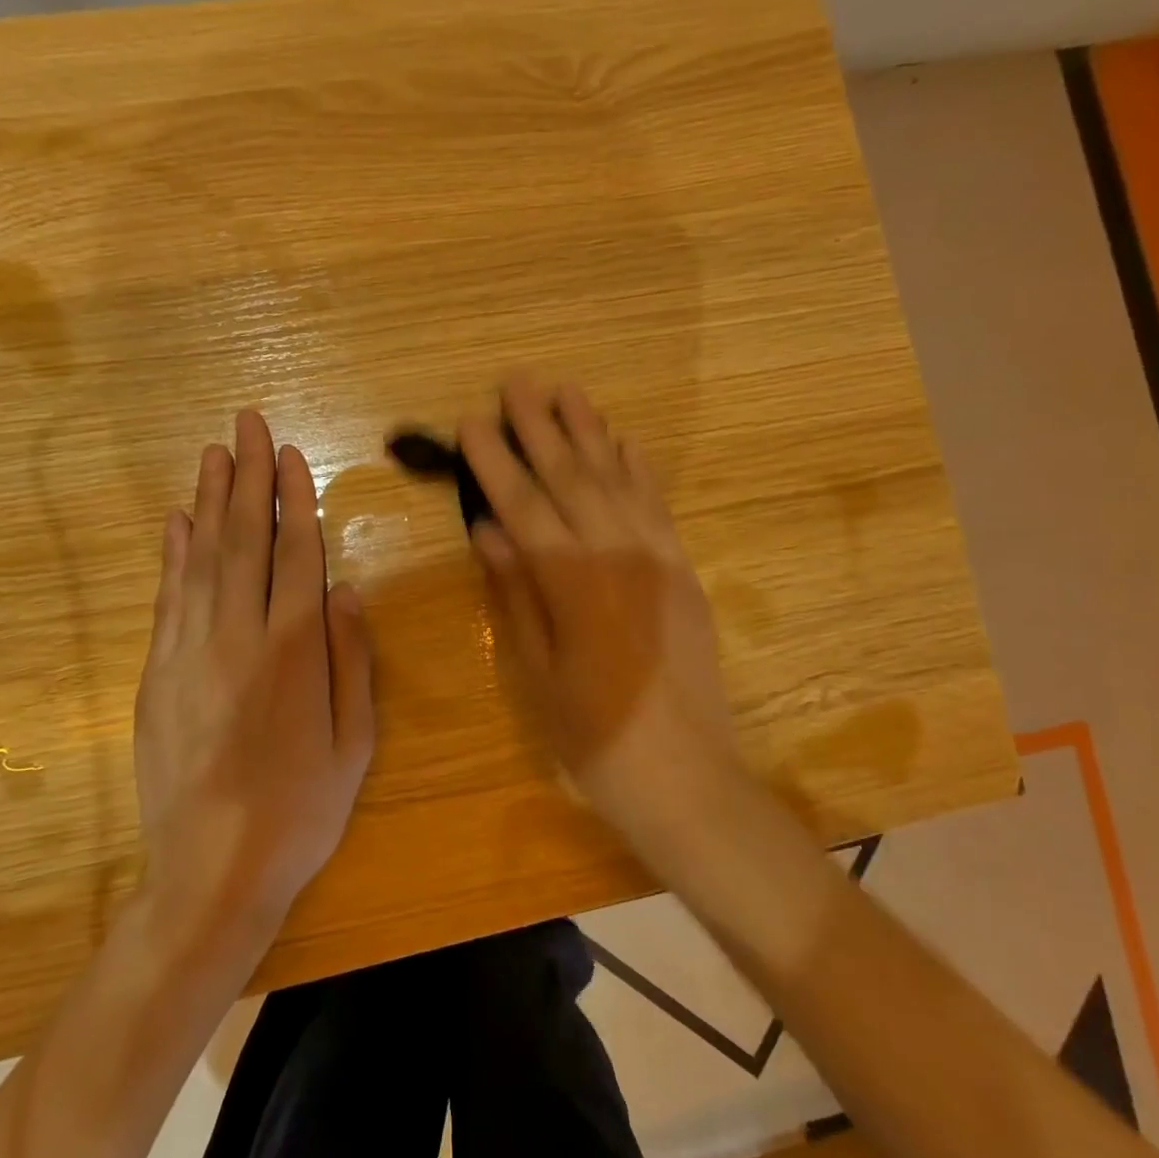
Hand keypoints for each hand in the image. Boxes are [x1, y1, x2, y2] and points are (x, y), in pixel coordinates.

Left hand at [133, 410, 375, 937]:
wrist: (212, 871)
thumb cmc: (301, 811)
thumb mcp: (355, 742)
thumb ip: (352, 660)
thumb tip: (348, 590)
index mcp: (294, 651)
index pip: (295, 554)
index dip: (293, 499)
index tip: (289, 454)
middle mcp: (238, 637)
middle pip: (244, 540)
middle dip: (247, 476)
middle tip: (246, 424)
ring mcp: (190, 652)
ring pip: (201, 558)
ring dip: (208, 501)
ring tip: (213, 453)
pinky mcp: (158, 674)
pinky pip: (168, 599)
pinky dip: (172, 554)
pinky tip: (176, 521)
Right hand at [461, 375, 739, 827]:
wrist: (686, 777)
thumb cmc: (593, 736)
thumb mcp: (537, 672)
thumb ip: (516, 593)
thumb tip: (488, 531)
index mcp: (571, 582)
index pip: (523, 504)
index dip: (495, 461)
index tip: (472, 420)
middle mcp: (616, 554)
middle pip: (571, 477)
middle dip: (540, 426)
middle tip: (517, 380)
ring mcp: (658, 558)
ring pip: (617, 479)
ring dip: (590, 432)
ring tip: (567, 390)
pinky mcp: (684, 571)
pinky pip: (658, 506)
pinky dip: (639, 469)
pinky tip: (625, 441)